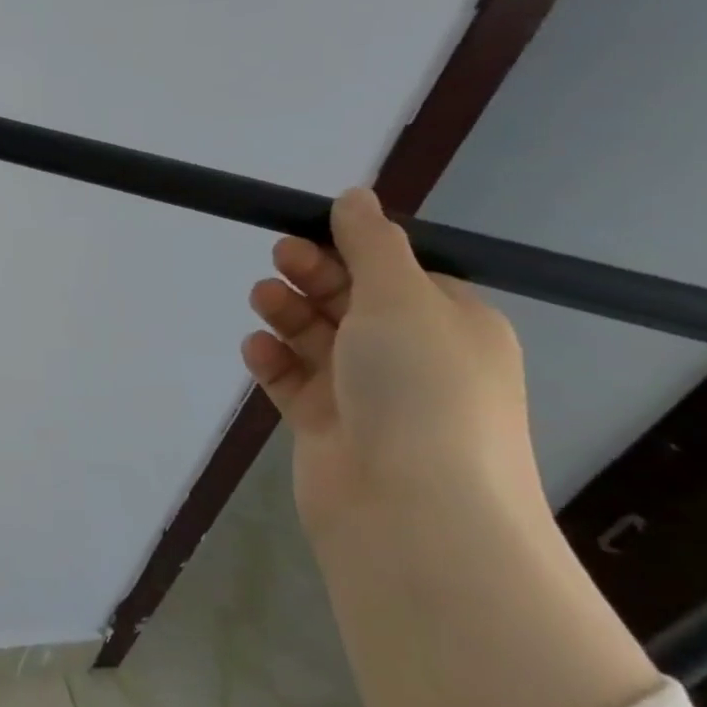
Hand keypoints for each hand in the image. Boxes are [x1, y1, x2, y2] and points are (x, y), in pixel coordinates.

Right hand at [239, 187, 539, 540]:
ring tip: (262, 299)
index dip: (352, 248)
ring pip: (318, 338)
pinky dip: (274, 361)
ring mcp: (368, 395)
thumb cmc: (420, 390)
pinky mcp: (327, 426)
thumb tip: (356, 195)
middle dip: (314, 275)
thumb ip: (371, 244)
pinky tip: (256, 349)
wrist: (412, 511)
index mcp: (450, 324)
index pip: (398, 271)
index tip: (307, 229)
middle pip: (353, 300)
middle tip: (279, 257)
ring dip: (289, 314)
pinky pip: (293, 380)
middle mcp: (413, 357)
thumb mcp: (401, 299)